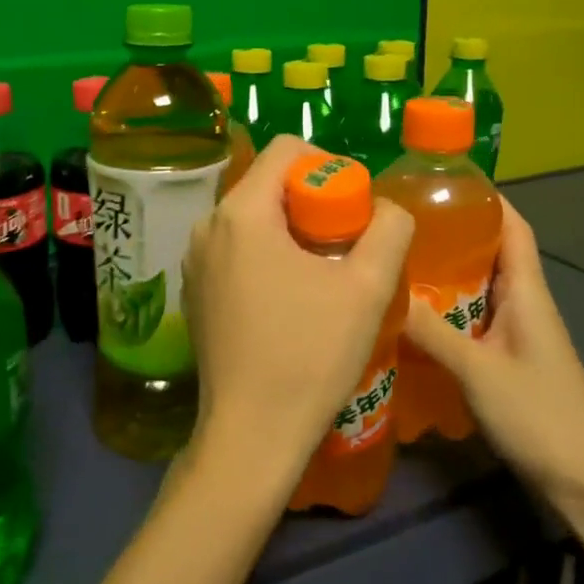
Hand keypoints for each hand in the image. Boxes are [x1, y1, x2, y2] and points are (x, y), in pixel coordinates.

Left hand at [183, 135, 413, 497]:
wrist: (251, 434)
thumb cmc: (310, 355)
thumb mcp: (368, 288)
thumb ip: (389, 230)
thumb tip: (385, 208)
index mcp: (241, 212)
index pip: (286, 149)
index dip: (329, 165)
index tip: (353, 207)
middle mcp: (207, 226)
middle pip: (267, 183)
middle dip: (312, 201)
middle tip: (346, 242)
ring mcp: (194, 260)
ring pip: (251, 217)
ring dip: (291, 229)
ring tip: (322, 272)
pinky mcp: (194, 291)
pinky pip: (235, 249)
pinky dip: (266, 254)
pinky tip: (290, 298)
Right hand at [402, 198, 583, 503]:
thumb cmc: (540, 416)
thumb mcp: (477, 370)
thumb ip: (431, 330)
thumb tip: (386, 289)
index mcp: (527, 291)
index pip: (512, 226)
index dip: (484, 198)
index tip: (439, 182)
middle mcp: (524, 303)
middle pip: (490, 252)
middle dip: (450, 233)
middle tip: (398, 224)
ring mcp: (517, 334)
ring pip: (477, 288)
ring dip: (444, 274)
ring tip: (395, 262)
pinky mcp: (507, 360)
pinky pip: (472, 320)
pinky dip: (445, 311)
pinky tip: (412, 319)